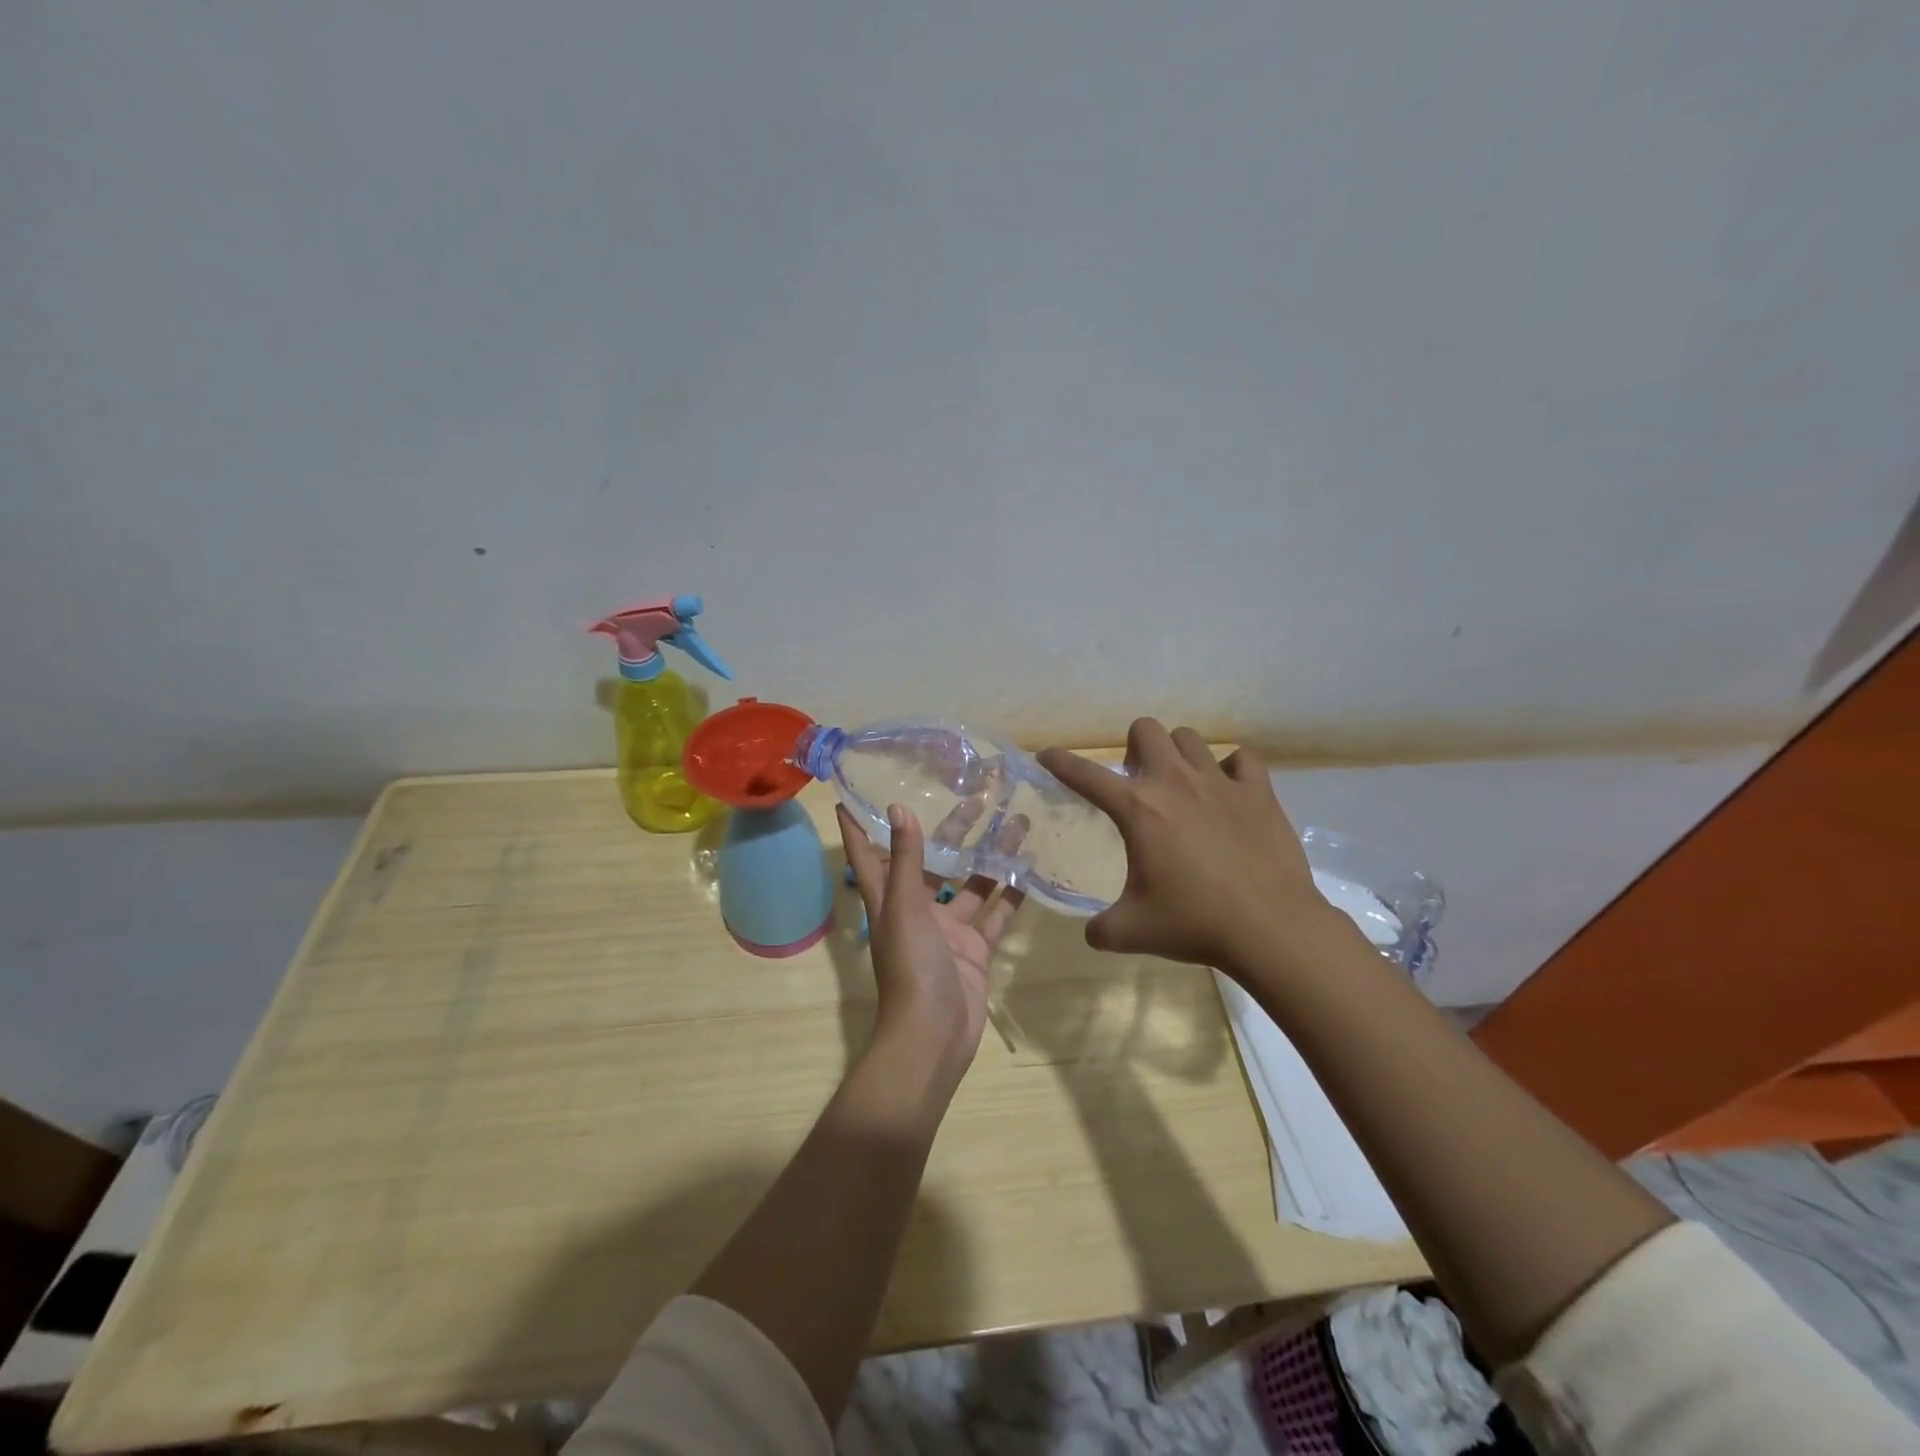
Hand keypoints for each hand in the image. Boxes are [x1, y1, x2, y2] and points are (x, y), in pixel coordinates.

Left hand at [836, 802, 1025, 1081]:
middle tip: (979, 797)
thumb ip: (906, 859)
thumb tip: (898, 808)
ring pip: (971, 884)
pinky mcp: (976, 949)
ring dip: (991, 857)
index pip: (868, 855)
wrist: (934, 1036)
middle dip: (954, 831)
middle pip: (933, 861)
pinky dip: (1012, 896)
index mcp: (890, 900)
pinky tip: (1030, 869)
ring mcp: (949, 930)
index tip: (855, 794)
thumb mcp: (904, 908)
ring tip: (1017, 824)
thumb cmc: (911, 967)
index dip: (860, 827)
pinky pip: (996, 915)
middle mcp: (917, 910)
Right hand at [1038, 719, 1339, 974]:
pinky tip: (1228, 792)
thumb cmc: (1195, 924)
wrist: (1271, 928)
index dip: (1060, 762)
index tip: (1047, 756)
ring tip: (1182, 786)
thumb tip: (1092, 931)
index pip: (1085, 775)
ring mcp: (1220, 782)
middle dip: (1133, 748)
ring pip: (1190, 738)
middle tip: (1137, 783)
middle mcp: (1175, 782)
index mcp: (1138, 809)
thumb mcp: (1132, 932)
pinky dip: (1231, 769)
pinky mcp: (1259, 792)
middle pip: (1145, 730)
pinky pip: (1241, 759)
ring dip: (1177, 755)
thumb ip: (1101, 928)